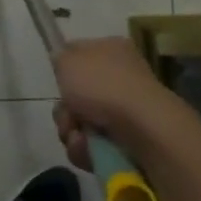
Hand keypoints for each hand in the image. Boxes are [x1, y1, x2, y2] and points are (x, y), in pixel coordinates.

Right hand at [51, 37, 185, 171]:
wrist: (142, 127)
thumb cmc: (103, 85)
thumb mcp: (69, 60)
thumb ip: (59, 58)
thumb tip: (62, 62)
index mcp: (111, 50)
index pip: (80, 54)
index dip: (64, 68)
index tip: (57, 80)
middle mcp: (121, 78)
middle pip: (77, 95)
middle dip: (65, 111)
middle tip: (68, 116)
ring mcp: (125, 111)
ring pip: (81, 123)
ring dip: (72, 132)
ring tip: (79, 138)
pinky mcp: (128, 141)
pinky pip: (93, 146)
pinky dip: (86, 150)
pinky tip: (89, 149)